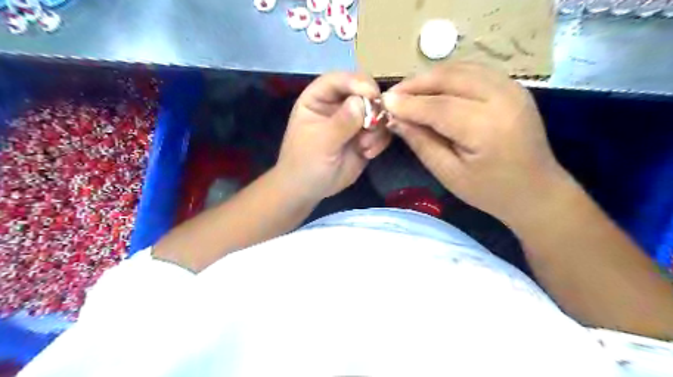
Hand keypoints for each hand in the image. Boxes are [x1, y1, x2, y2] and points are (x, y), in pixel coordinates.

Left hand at [278, 74, 391, 201]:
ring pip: (377, 112)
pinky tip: (367, 154)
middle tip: (374, 124)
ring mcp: (353, 121)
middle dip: (373, 106)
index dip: (356, 82)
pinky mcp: (365, 138)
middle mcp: (338, 105)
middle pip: (363, 91)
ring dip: (376, 128)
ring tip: (365, 146)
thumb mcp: (321, 142)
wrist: (309, 190)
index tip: (372, 94)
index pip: (339, 79)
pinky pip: (381, 131)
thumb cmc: (305, 163)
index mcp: (318, 98)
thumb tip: (363, 102)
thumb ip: (341, 122)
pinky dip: (379, 141)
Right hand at [384, 63, 572, 224]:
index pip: (439, 107)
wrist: (536, 190)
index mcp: (487, 128)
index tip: (383, 103)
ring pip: (461, 69)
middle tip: (393, 96)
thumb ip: (421, 142)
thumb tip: (395, 119)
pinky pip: (474, 71)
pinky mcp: (513, 86)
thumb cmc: (489, 191)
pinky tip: (434, 89)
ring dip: (431, 77)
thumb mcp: (449, 173)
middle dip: (417, 83)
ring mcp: (512, 88)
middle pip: (450, 78)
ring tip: (409, 92)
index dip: (408, 103)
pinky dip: (449, 76)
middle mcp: (503, 99)